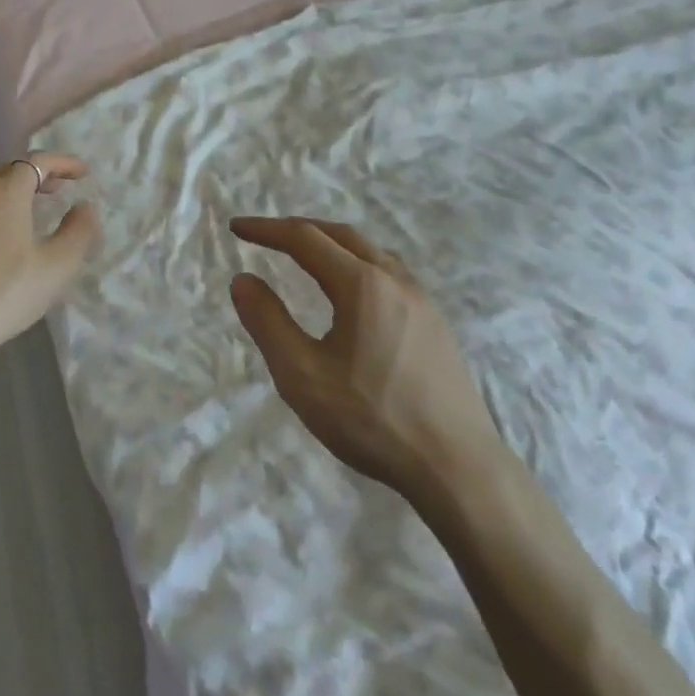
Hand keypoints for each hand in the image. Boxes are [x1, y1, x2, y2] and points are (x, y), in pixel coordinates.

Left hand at [0, 154, 100, 366]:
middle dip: (40, 175)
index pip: (36, 161)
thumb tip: (85, 207)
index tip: (83, 174)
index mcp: (5, 194)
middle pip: (11, 171)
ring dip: (18, 192)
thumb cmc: (6, 292)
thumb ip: (79, 230)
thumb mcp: (58, 265)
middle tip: (62, 189)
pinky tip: (8, 235)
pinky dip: (0, 209)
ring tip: (38, 210)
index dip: (63, 163)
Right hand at [229, 217, 503, 494]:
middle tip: (267, 237)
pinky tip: (353, 294)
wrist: (458, 467)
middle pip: (340, 235)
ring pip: (370, 252)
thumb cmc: (372, 419)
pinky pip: (389, 273)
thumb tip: (242, 280)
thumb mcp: (302, 376)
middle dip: (299, 230)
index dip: (267, 229)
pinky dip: (357, 264)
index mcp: (361, 284)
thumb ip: (268, 322)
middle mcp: (394, 279)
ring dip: (331, 245)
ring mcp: (422, 300)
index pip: (305, 238)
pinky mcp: (436, 323)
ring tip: (306, 257)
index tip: (237, 228)